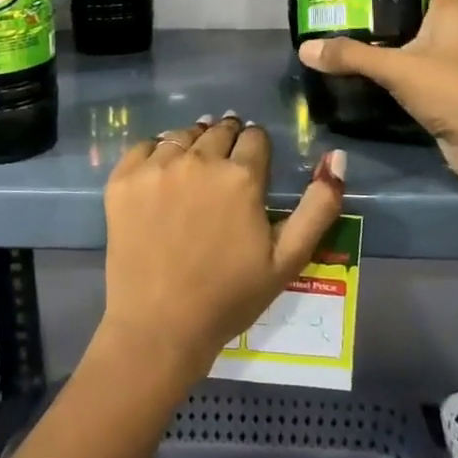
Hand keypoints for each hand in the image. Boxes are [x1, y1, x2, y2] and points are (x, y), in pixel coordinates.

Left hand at [98, 114, 346, 386]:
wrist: (160, 327)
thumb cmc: (230, 297)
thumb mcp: (288, 259)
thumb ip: (319, 206)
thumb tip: (335, 157)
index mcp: (241, 177)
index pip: (255, 137)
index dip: (257, 150)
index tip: (252, 167)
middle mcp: (198, 160)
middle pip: (218, 130)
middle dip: (226, 142)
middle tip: (223, 170)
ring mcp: (156, 168)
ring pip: (182, 135)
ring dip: (193, 144)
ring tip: (193, 171)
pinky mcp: (123, 180)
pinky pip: (144, 147)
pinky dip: (156, 154)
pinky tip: (161, 178)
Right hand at [299, 0, 457, 207]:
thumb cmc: (457, 92)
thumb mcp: (399, 70)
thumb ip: (353, 57)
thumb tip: (305, 49)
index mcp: (456, 11)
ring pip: (432, 32)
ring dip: (405, 26)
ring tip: (362, 21)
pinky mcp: (456, 87)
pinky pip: (427, 62)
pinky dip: (406, 58)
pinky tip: (378, 63)